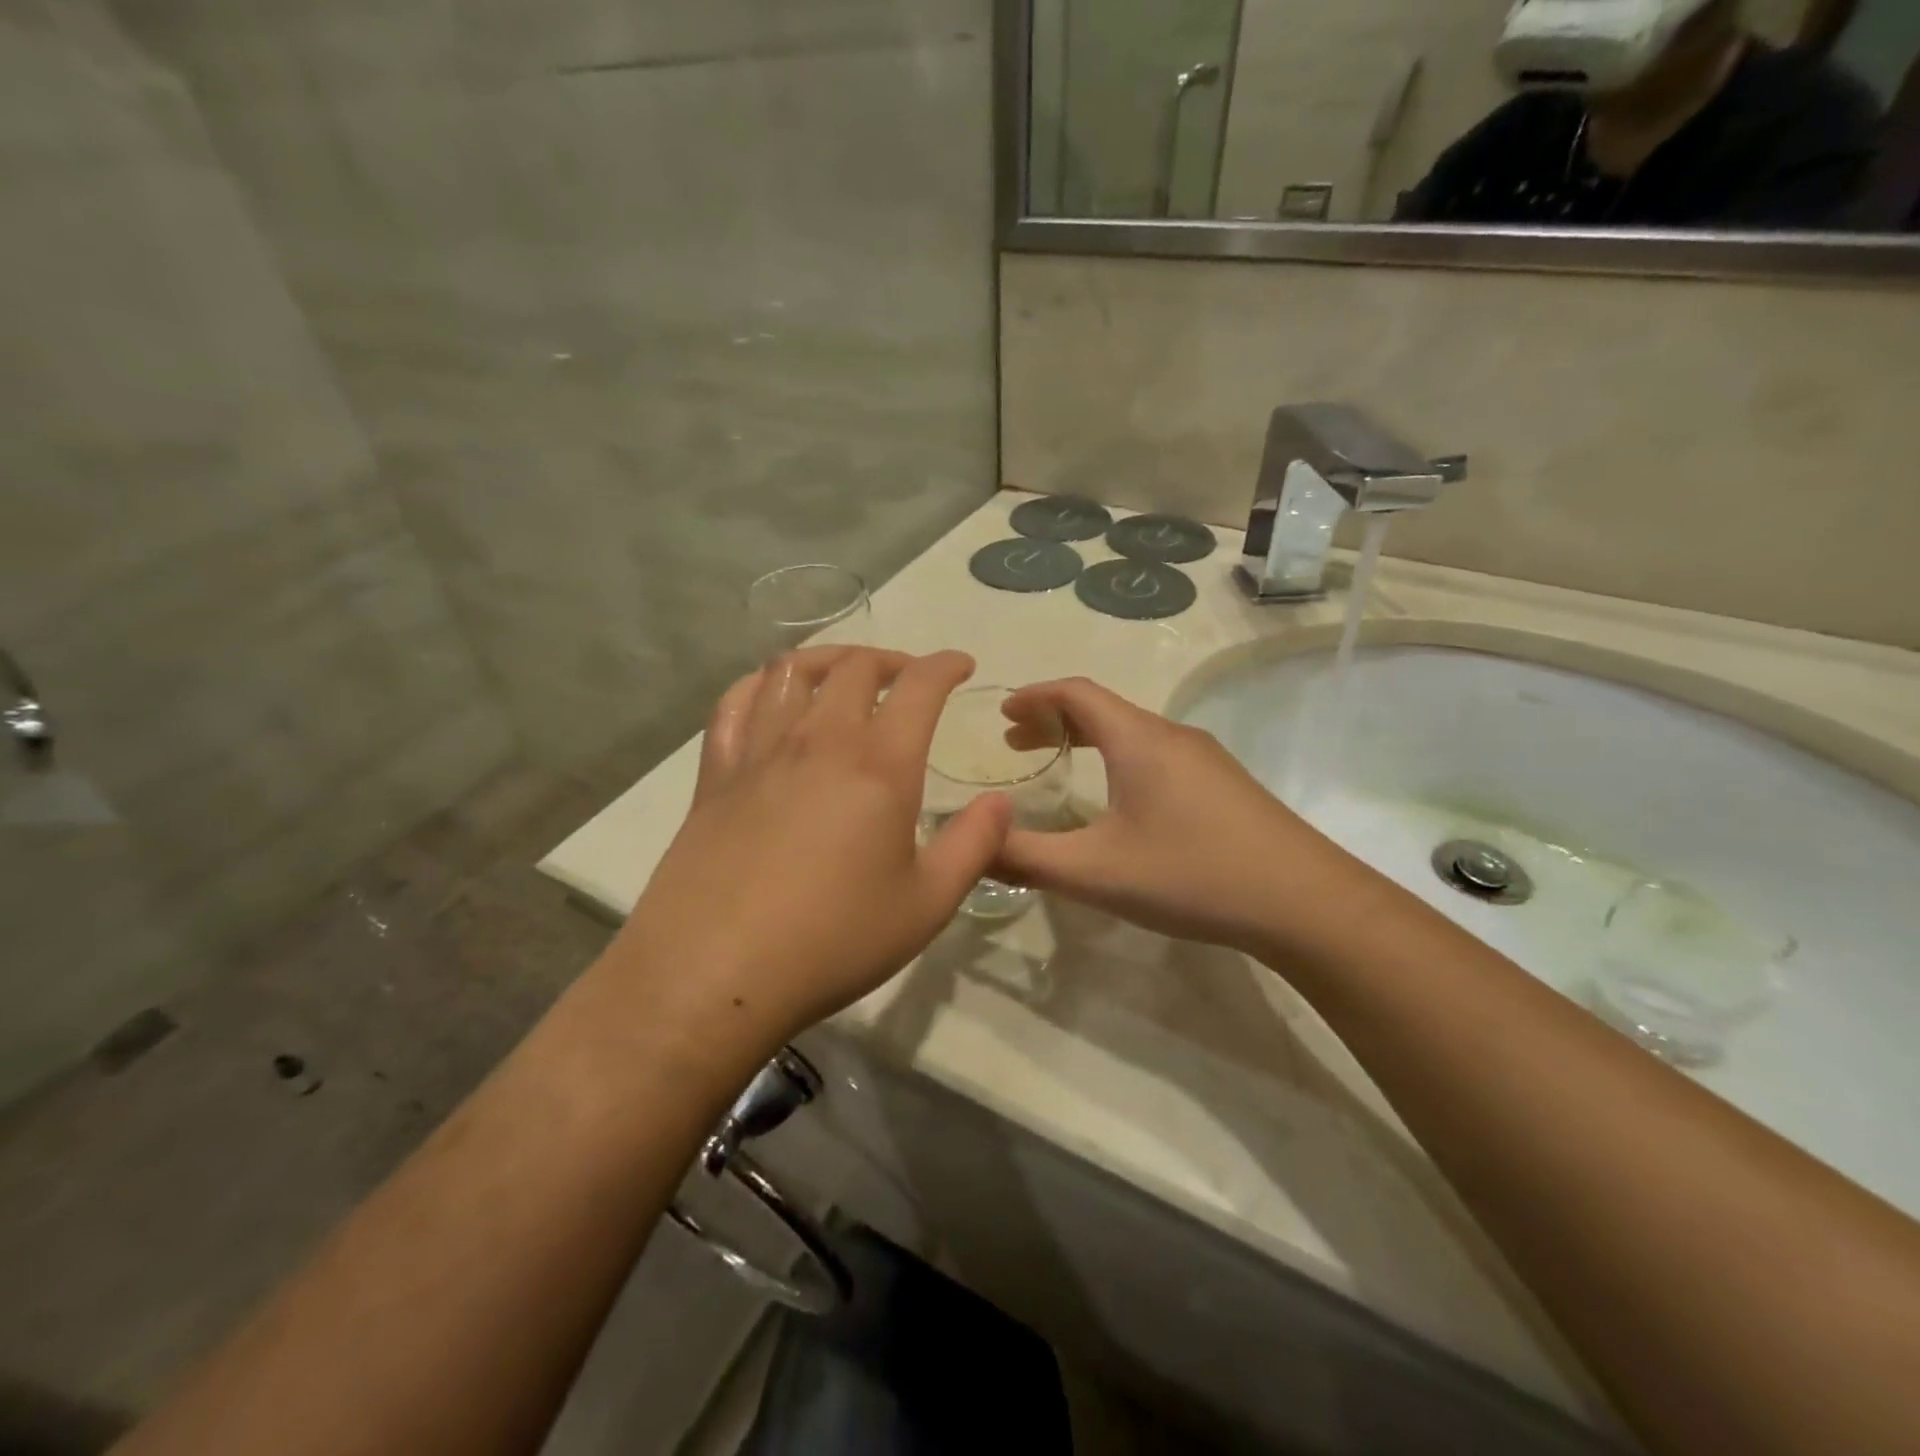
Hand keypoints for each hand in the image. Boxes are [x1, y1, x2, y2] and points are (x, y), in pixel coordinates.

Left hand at [612, 648, 1011, 1049]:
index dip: (945, 665)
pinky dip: (761, 684)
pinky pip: (735, 703)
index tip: (961, 666)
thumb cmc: (834, 941)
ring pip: (792, 671)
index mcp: (879, 765)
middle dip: (891, 660)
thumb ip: (974, 845)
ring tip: (845, 674)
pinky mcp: (715, 774)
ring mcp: (760, 752)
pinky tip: (772, 694)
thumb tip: (1002, 802)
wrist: (714, 973)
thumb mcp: (928, 904)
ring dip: (829, 660)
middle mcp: (819, 740)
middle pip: (855, 667)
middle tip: (908, 678)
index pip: (919, 686)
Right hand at [996, 678, 1369, 959]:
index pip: (1076, 692)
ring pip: (1132, 733)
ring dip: (1088, 740)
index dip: (1034, 696)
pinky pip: (1156, 755)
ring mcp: (1204, 759)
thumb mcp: (1095, 871)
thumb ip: (1027, 857)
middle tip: (1017, 743)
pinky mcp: (1224, 785)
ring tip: (1059, 764)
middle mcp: (1171, 735)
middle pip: (1103, 709)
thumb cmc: (1191, 874)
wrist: (1305, 902)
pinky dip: (1118, 760)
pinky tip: (1116, 800)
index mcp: (1138, 739)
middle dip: (1055, 720)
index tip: (1001, 713)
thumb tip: (973, 844)